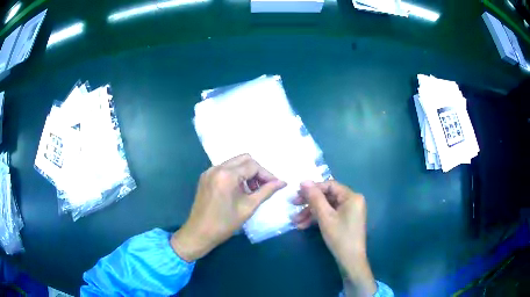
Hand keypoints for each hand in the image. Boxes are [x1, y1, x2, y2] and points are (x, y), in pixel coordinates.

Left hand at [171, 154, 285, 261]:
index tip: (276, 186)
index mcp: (227, 175)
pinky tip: (239, 190)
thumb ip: (266, 191)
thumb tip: (282, 182)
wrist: (199, 233)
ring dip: (246, 173)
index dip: (267, 174)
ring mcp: (209, 171)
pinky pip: (225, 169)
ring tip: (252, 190)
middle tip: (264, 187)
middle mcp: (217, 168)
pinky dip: (235, 176)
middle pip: (244, 159)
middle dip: (257, 171)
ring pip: (234, 163)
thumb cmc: (224, 224)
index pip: (253, 166)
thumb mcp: (248, 207)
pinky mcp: (205, 177)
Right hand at [292, 180, 376, 295]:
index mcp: (351, 196)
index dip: (312, 188)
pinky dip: (317, 219)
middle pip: (327, 197)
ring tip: (295, 221)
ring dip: (310, 213)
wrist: (350, 260)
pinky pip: (330, 215)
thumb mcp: (325, 217)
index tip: (296, 192)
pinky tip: (303, 226)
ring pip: (327, 207)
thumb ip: (315, 198)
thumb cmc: (340, 236)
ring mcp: (349, 211)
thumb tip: (304, 181)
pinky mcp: (345, 220)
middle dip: (309, 203)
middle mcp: (352, 201)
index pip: (329, 185)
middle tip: (293, 205)